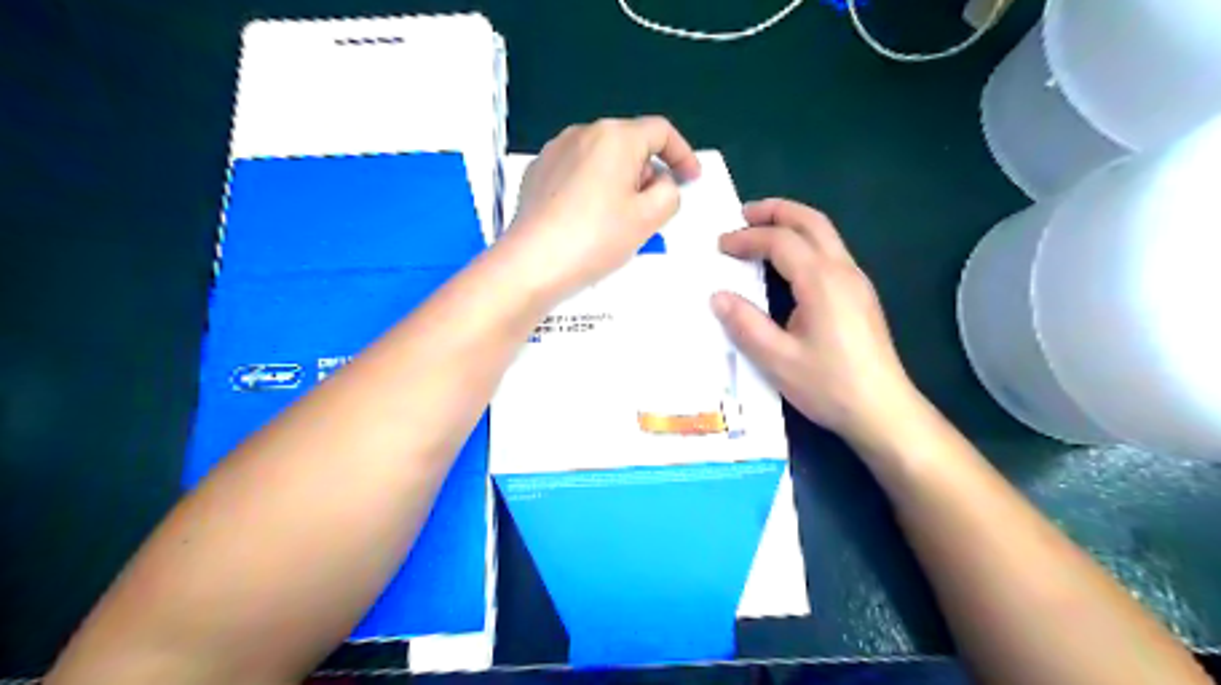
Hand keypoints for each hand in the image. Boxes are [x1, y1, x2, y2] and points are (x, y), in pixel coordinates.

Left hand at [501, 114, 700, 300]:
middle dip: (648, 172)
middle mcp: (582, 133)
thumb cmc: (596, 238)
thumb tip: (659, 182)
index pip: (660, 131)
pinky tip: (588, 220)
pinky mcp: (536, 173)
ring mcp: (554, 151)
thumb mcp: (649, 218)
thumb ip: (670, 192)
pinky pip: (577, 172)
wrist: (532, 263)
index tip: (691, 179)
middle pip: (629, 144)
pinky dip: (592, 188)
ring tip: (618, 220)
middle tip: (652, 210)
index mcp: (615, 136)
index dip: (682, 154)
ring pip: (601, 159)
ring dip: (620, 181)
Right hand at [713, 198, 921, 443]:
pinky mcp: (861, 296)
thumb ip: (746, 324)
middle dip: (776, 211)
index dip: (747, 238)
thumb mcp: (777, 360)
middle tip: (744, 214)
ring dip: (793, 224)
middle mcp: (843, 271)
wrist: (883, 410)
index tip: (720, 245)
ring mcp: (857, 282)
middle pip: (811, 222)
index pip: (780, 241)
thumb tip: (718, 297)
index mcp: (821, 281)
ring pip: (825, 234)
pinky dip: (805, 242)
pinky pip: (831, 252)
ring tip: (763, 231)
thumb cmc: (829, 385)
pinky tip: (789, 264)